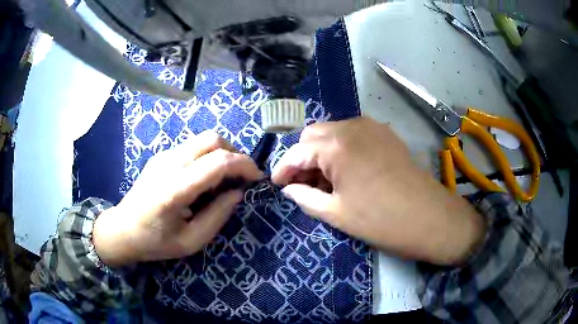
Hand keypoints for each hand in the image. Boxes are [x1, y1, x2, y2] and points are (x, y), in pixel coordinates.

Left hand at [93, 131, 261, 266]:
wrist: (122, 229)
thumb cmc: (155, 242)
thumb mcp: (191, 241)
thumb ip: (217, 216)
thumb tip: (237, 193)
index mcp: (174, 189)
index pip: (217, 161)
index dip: (244, 165)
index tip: (257, 178)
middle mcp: (169, 164)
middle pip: (212, 139)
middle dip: (235, 154)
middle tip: (241, 177)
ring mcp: (163, 156)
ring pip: (203, 139)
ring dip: (222, 153)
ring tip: (223, 179)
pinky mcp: (161, 155)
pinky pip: (192, 146)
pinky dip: (207, 156)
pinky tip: (203, 178)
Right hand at [272, 118, 484, 264]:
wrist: (430, 217)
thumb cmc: (381, 220)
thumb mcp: (336, 214)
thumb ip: (305, 197)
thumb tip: (289, 189)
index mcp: (335, 145)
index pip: (296, 152)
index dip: (283, 169)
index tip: (276, 184)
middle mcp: (351, 126)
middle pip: (313, 135)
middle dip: (302, 158)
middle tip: (303, 184)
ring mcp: (371, 126)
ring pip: (333, 132)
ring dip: (322, 152)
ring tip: (326, 181)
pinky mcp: (385, 134)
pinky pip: (353, 134)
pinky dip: (342, 149)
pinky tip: (348, 171)